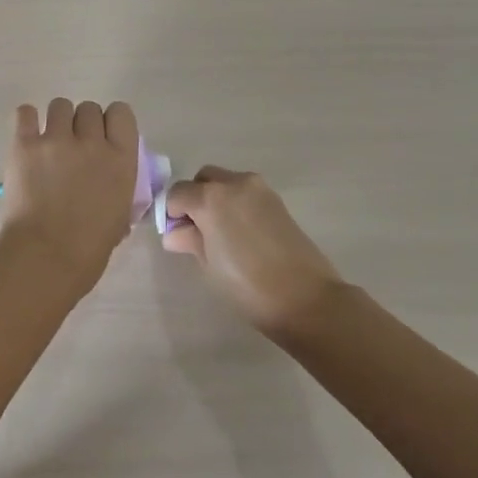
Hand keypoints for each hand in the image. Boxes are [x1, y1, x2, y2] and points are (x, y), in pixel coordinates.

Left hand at [0, 99, 139, 290]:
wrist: (45, 259)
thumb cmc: (88, 250)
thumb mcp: (120, 216)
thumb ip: (118, 188)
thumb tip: (111, 183)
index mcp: (121, 159)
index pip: (122, 113)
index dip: (111, 122)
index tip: (103, 138)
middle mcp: (91, 141)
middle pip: (89, 108)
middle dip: (82, 125)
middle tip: (73, 149)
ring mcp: (56, 139)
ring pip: (60, 106)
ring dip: (56, 121)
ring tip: (48, 144)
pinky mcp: (24, 144)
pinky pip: (25, 112)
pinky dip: (26, 121)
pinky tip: (27, 137)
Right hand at [162, 166, 345, 335]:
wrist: (306, 298)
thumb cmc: (248, 285)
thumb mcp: (209, 265)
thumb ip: (190, 240)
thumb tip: (175, 233)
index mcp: (210, 198)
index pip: (177, 193)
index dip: (172, 213)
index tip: (176, 234)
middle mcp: (234, 183)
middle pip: (203, 179)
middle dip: (195, 198)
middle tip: (197, 230)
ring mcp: (259, 188)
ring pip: (226, 182)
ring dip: (216, 198)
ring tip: (221, 233)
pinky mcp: (277, 200)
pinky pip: (246, 192)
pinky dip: (236, 203)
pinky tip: (242, 233)